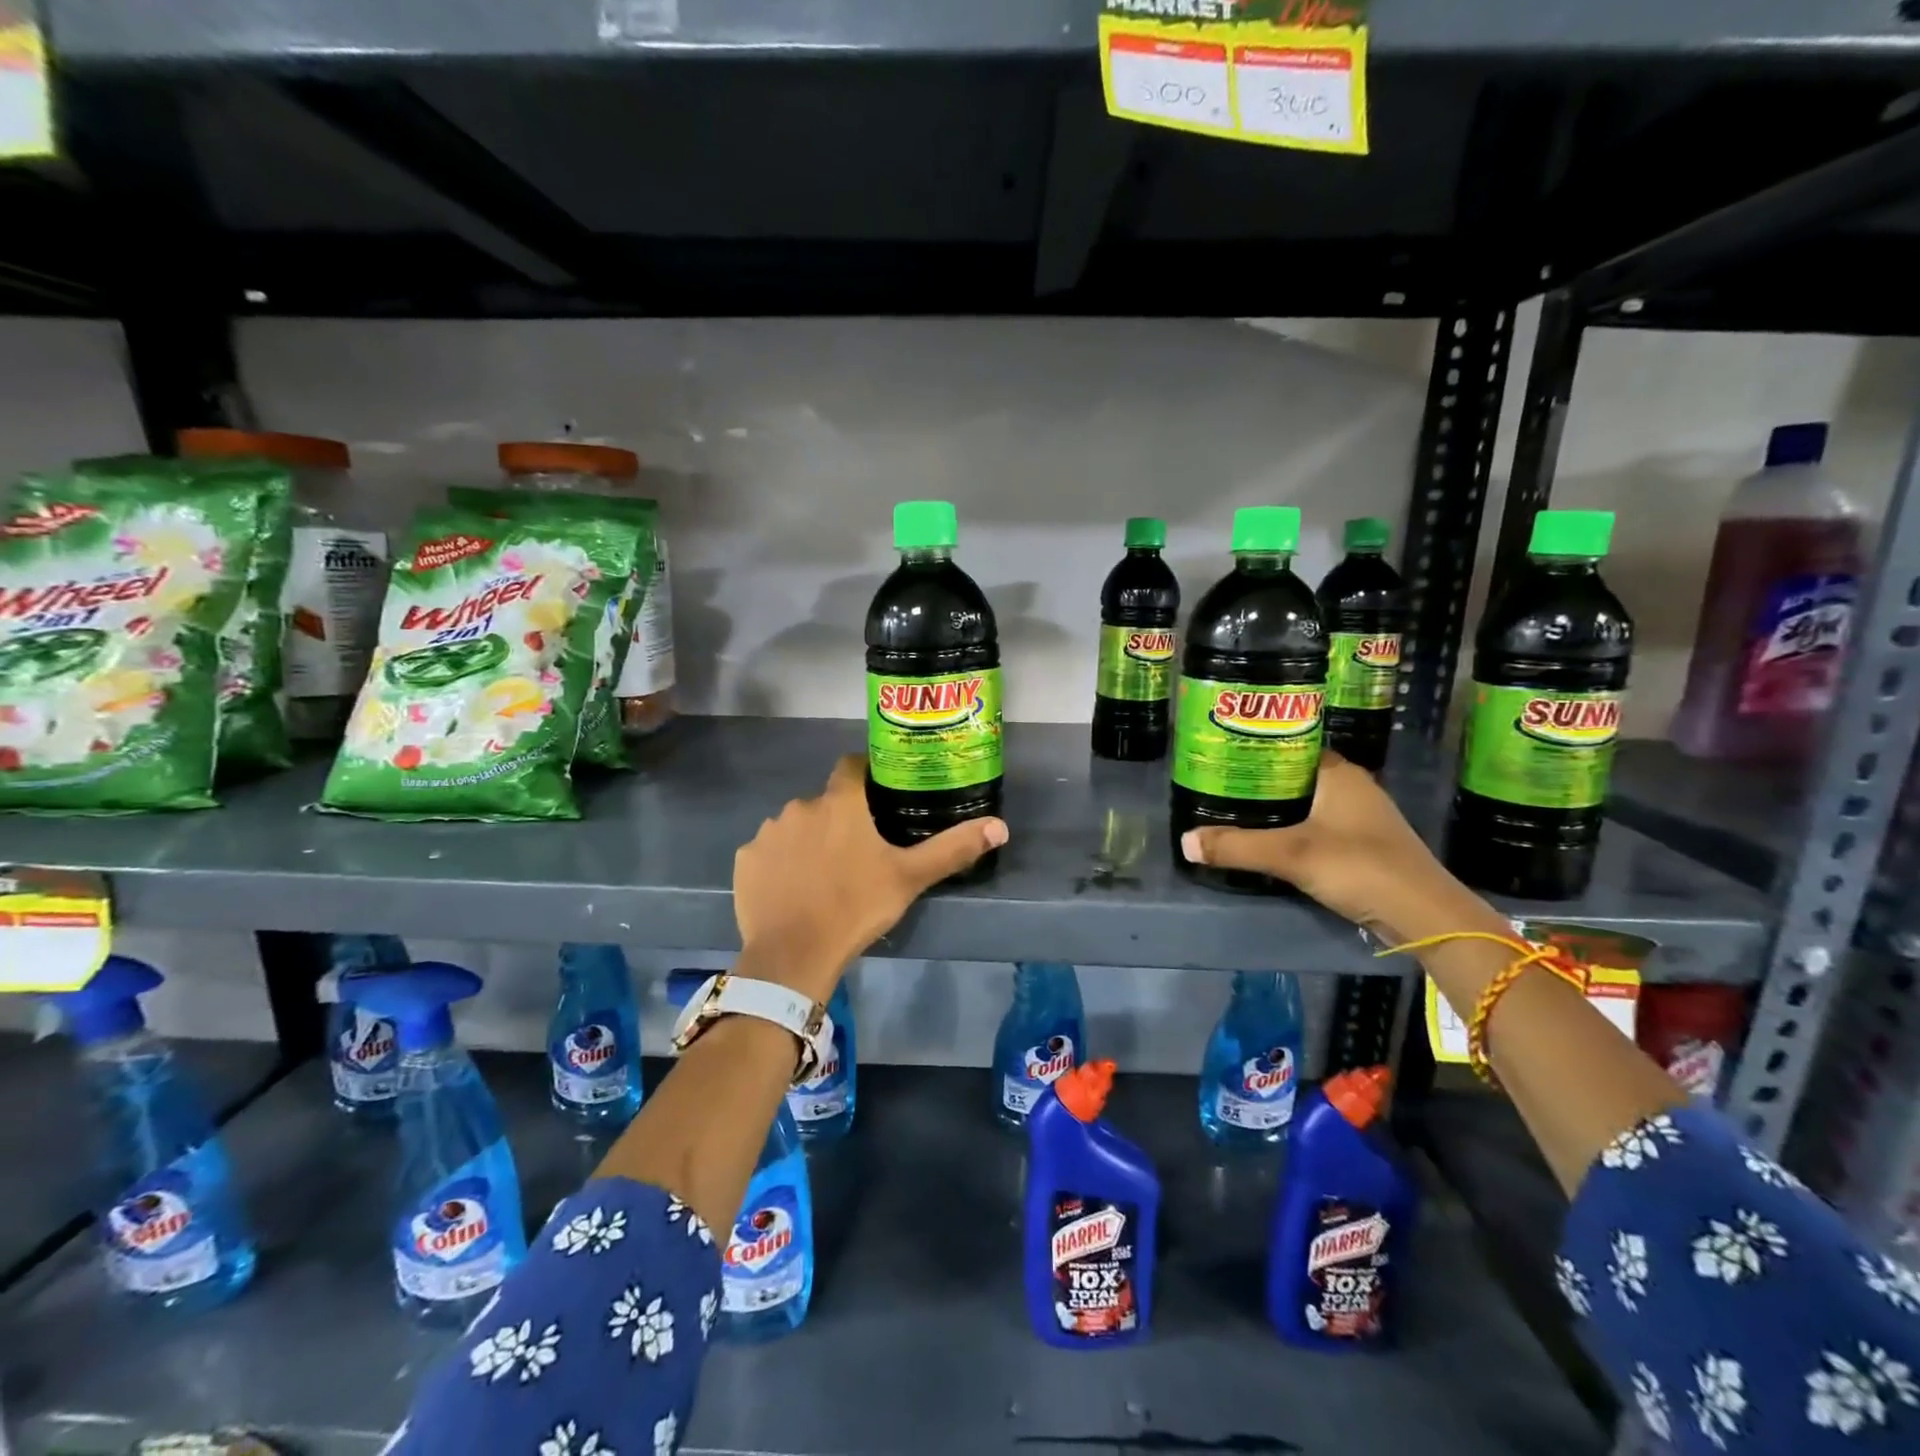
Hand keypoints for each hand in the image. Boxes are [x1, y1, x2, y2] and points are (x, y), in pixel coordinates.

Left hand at [733, 754, 1008, 1000]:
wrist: (794, 955)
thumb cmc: (856, 907)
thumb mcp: (909, 878)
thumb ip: (953, 848)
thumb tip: (1000, 826)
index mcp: (839, 802)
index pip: (851, 766)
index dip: (865, 776)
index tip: (877, 797)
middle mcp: (800, 806)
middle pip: (824, 802)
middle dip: (838, 818)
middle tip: (856, 852)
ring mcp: (767, 832)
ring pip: (795, 826)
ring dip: (808, 840)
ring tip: (823, 875)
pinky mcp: (745, 860)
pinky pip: (767, 852)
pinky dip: (780, 864)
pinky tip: (792, 890)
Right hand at [1180, 752, 1505, 944]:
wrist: (1424, 915)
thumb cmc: (1360, 866)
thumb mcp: (1291, 855)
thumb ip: (1237, 847)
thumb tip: (1184, 841)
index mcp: (1338, 773)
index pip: (1291, 745)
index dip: (1257, 747)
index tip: (1222, 754)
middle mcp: (1351, 787)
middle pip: (1295, 775)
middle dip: (1259, 780)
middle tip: (1217, 784)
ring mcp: (1360, 817)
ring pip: (1306, 802)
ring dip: (1275, 807)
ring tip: (1232, 810)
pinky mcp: (1363, 845)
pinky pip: (1316, 825)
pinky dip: (1291, 828)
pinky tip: (1267, 840)